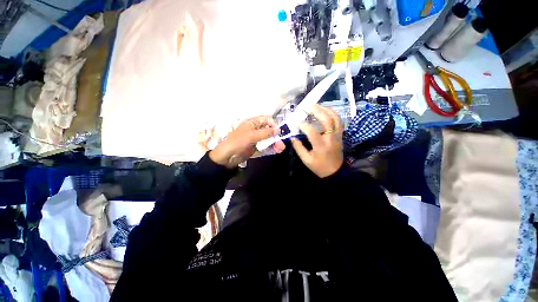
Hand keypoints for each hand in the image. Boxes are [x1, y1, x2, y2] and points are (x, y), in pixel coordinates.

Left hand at [210, 116, 285, 168]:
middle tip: (281, 142)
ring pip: (269, 139)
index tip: (278, 131)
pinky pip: (266, 146)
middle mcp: (255, 129)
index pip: (266, 119)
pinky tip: (277, 150)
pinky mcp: (256, 147)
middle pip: (269, 130)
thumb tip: (278, 129)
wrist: (227, 157)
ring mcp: (256, 139)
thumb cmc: (238, 142)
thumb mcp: (252, 135)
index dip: (273, 124)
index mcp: (252, 123)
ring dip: (275, 142)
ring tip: (281, 148)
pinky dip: (272, 148)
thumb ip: (266, 132)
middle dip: (276, 135)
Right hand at [291, 105, 343, 177]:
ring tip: (318, 105)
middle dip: (317, 111)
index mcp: (321, 146)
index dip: (304, 126)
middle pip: (326, 121)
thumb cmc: (319, 166)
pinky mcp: (340, 135)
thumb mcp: (306, 160)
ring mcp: (337, 136)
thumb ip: (299, 148)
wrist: (335, 172)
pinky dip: (333, 114)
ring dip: (327, 110)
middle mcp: (330, 139)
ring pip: (335, 119)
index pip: (312, 132)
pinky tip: (327, 111)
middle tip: (308, 106)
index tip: (297, 123)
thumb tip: (292, 137)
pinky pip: (339, 121)